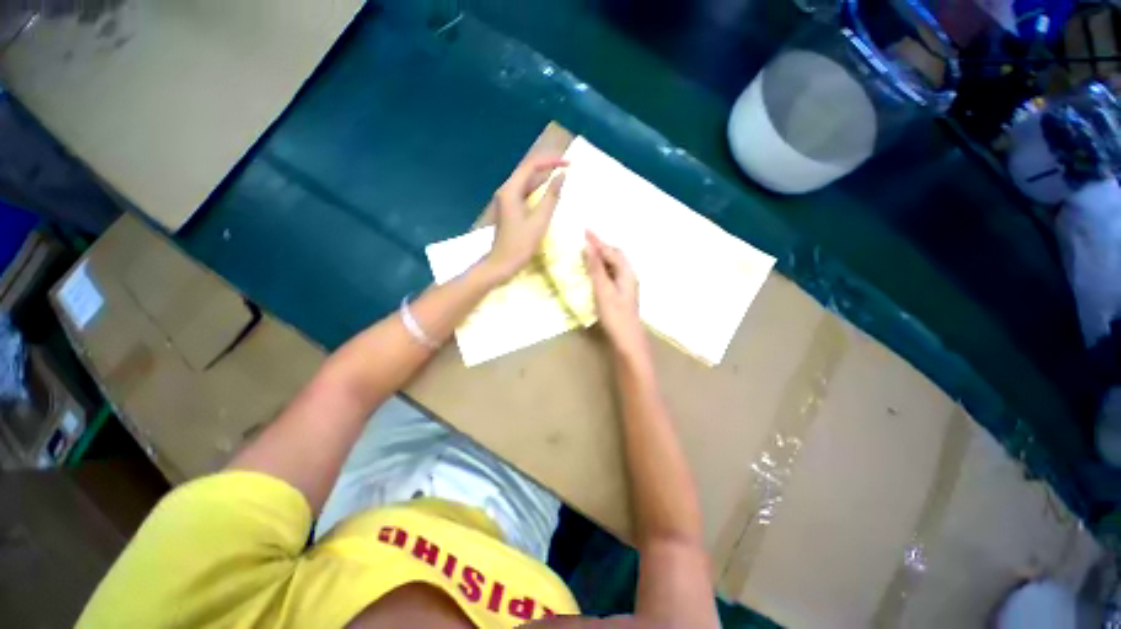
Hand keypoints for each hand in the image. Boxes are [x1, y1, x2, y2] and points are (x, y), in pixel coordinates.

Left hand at [484, 155, 566, 279]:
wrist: (502, 263)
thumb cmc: (521, 244)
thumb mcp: (540, 220)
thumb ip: (551, 197)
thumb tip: (561, 176)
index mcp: (511, 190)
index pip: (531, 166)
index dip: (550, 161)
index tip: (568, 164)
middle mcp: (506, 190)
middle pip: (527, 171)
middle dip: (547, 167)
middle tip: (567, 167)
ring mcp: (506, 200)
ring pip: (526, 182)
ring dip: (543, 178)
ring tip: (561, 176)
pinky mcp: (509, 209)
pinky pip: (524, 192)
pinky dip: (537, 190)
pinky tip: (548, 193)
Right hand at [584, 231, 648, 360]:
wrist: (628, 340)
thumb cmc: (615, 316)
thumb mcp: (603, 290)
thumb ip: (596, 269)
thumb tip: (588, 247)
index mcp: (627, 273)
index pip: (611, 251)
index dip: (598, 241)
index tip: (585, 231)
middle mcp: (629, 276)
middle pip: (615, 256)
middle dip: (601, 247)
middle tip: (586, 241)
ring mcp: (626, 286)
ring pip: (613, 266)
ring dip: (601, 258)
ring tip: (587, 253)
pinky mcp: (622, 295)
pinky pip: (611, 275)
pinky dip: (602, 269)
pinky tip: (594, 273)